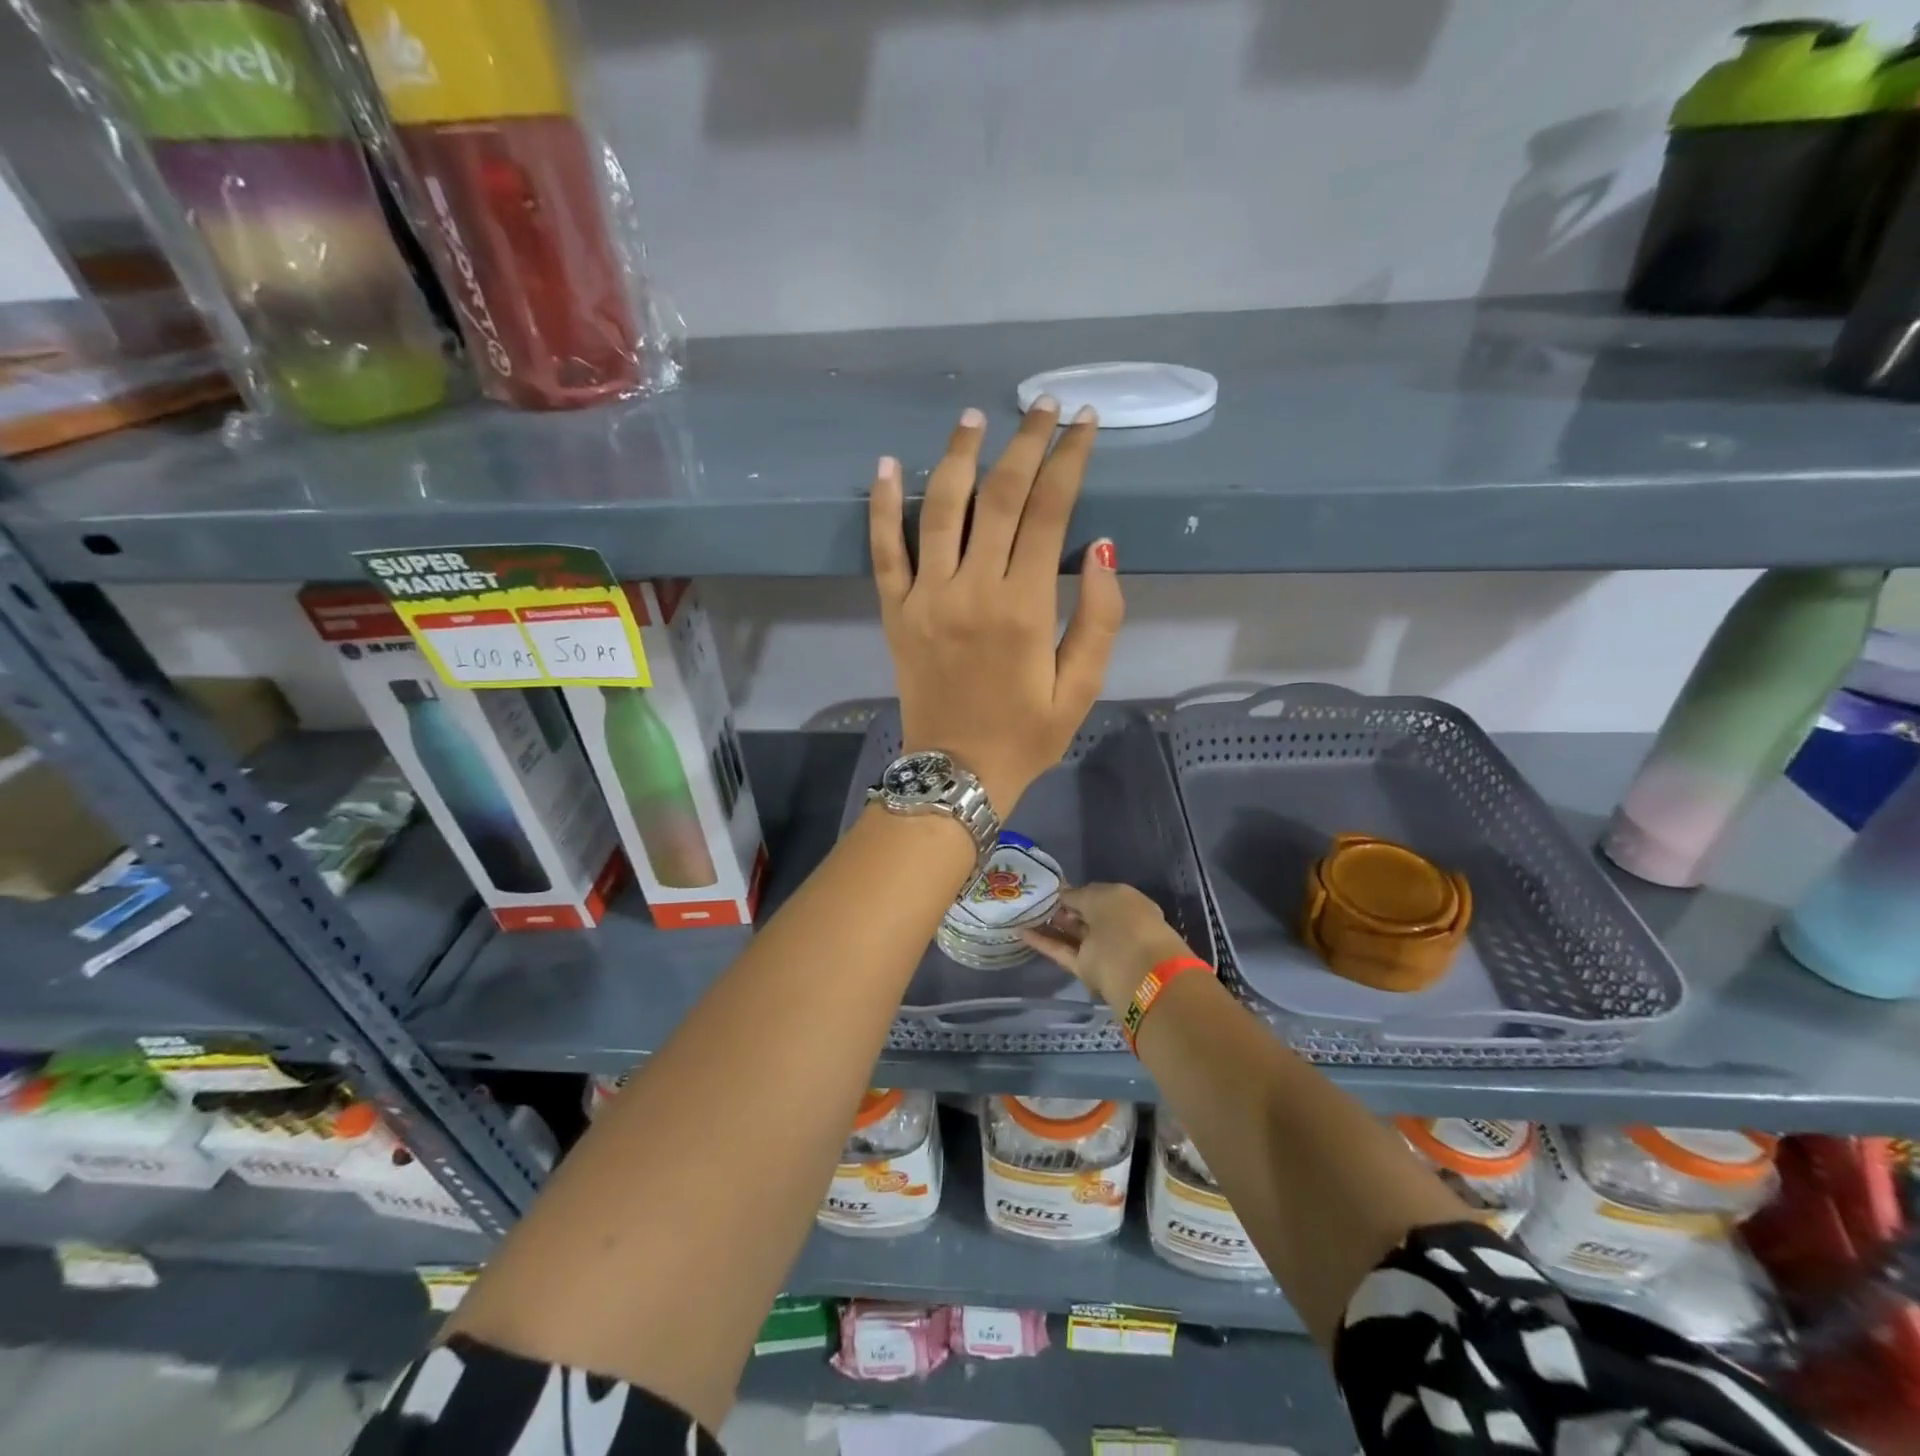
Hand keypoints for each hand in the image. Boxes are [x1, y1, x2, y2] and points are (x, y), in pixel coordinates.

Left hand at [869, 399, 1123, 811]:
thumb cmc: (1027, 734)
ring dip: (957, 456)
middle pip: (1000, 496)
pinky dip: (881, 505)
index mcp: (1024, 607)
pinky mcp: (894, 611)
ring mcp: (925, 597)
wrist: (956, 773)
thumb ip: (1100, 618)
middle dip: (1024, 443)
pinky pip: (883, 550)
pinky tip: (885, 465)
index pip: (1050, 512)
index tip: (1082, 423)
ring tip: (973, 418)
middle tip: (1040, 406)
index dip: (1069, 459)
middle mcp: (972, 589)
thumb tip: (1103, 547)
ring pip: (939, 508)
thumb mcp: (1082, 688)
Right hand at [1022, 883, 1195, 1014]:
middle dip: (1062, 909)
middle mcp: (1115, 926)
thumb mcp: (1100, 896)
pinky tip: (1021, 932)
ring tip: (1023, 914)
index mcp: (1127, 904)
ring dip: (1050, 925)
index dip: (1075, 892)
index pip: (1096, 895)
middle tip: (1033, 900)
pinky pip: (1062, 951)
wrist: (1138, 971)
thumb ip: (1078, 895)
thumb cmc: (1124, 921)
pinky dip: (1043, 942)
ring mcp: (1101, 949)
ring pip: (1072, 934)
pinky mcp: (1086, 970)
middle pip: (1084, 916)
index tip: (1051, 889)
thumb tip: (1065, 895)